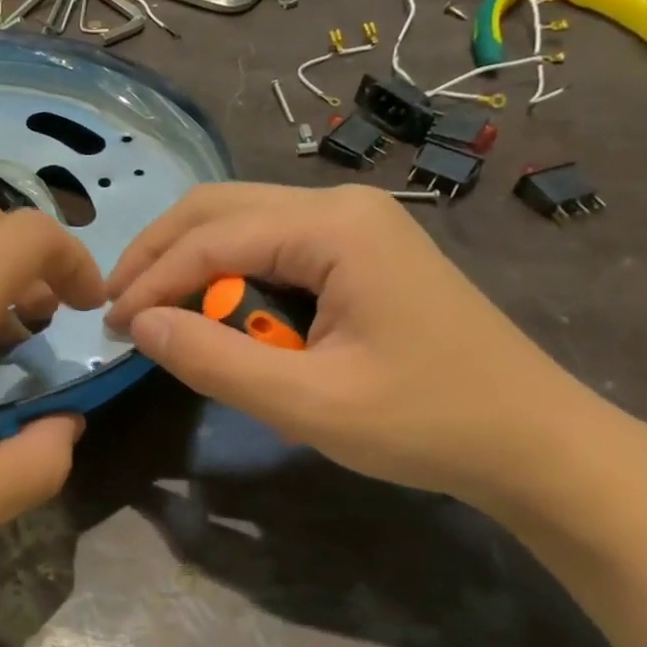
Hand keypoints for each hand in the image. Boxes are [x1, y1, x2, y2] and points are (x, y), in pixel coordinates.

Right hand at [105, 183, 613, 513]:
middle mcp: (339, 204)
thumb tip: (139, 325)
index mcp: (333, 227)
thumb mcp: (309, 405)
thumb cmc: (428, 423)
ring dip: (191, 260)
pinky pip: (271, 242)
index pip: (211, 237)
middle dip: (160, 253)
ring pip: (241, 219)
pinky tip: (216, 308)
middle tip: (118, 304)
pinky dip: (229, 271)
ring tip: (156, 307)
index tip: (111, 324)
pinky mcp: (358, 247)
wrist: (536, 441)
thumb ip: (215, 361)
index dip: (151, 279)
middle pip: (218, 207)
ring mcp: (353, 221)